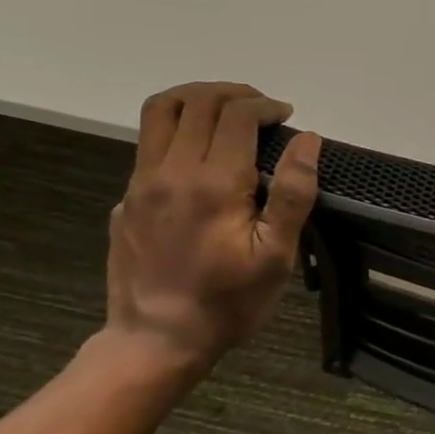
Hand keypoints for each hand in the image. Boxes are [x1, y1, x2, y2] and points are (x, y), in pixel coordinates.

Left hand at [105, 82, 320, 369]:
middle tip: (262, 108)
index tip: (286, 117)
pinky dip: (177, 129)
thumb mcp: (276, 256)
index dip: (266, 106)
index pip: (237, 115)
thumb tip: (308, 140)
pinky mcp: (126, 198)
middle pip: (196, 101)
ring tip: (225, 111)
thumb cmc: (228, 302)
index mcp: (215, 183)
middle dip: (234, 93)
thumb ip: (292, 193)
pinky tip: (199, 157)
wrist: (156, 340)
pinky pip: (148, 143)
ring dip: (196, 98)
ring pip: (160, 111)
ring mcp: (141, 183)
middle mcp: (171, 171)